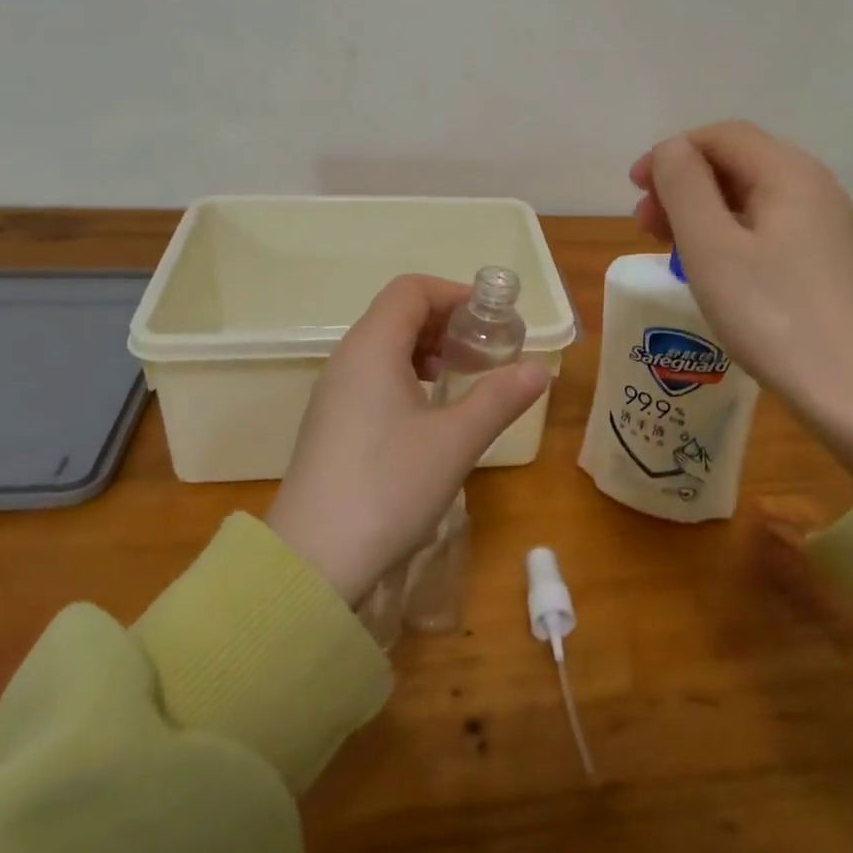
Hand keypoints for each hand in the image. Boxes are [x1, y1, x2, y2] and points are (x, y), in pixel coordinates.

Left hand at [264, 275, 549, 603]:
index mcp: (372, 347)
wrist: (313, 562)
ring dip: (426, 349)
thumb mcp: (456, 441)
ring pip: (384, 345)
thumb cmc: (389, 487)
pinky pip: (371, 375)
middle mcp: (347, 359)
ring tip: (459, 378)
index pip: (411, 290)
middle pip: (397, 313)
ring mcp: (333, 392)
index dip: (454, 294)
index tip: (491, 320)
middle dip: (446, 322)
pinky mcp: (330, 422)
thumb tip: (539, 369)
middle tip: (484, 351)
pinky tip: (428, 411)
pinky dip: (406, 374)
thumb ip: (499, 398)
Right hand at [632, 121, 852, 480]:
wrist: (847, 388)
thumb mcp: (711, 246)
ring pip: (746, 195)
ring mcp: (820, 222)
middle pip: (735, 161)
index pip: (720, 135)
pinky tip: (705, 265)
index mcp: (788, 172)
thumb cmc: (769, 313)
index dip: (671, 153)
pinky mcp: (819, 256)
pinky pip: (762, 225)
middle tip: (644, 224)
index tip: (635, 190)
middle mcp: (811, 185)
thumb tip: (670, 151)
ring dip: (699, 210)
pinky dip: (724, 232)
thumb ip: (683, 185)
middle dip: (682, 183)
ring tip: (666, 246)